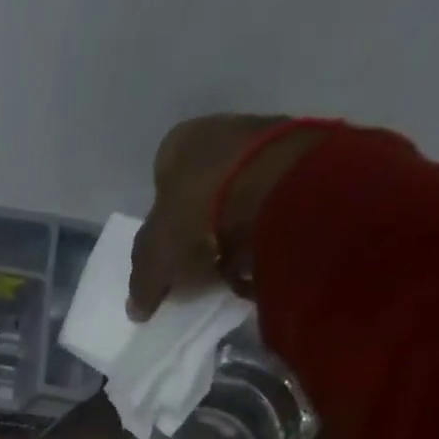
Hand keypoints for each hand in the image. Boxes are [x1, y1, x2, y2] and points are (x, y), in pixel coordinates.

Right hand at [127, 113, 330, 316]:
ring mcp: (264, 136)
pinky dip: (264, 222)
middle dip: (198, 221)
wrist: (278, 191)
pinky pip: (271, 196)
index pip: (160, 183)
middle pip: (200, 185)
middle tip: (197, 261)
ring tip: (231, 262)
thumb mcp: (154, 259)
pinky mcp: (301, 154)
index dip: (161, 222)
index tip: (168, 254)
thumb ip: (142, 283)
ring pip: (237, 188)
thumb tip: (136, 309)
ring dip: (233, 222)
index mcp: (176, 144)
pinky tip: (260, 249)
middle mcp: (219, 129)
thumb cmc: (197, 217)